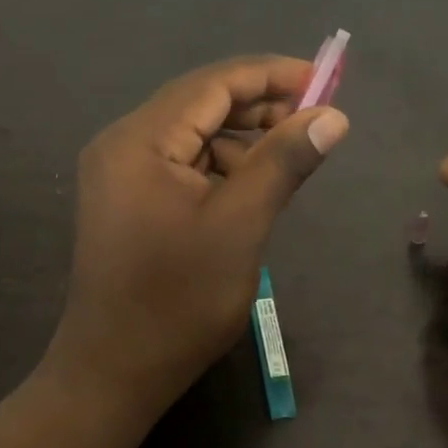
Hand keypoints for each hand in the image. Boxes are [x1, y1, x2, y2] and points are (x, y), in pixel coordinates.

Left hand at [47, 57, 349, 416]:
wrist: (115, 371)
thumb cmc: (179, 301)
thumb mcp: (240, 226)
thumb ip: (283, 162)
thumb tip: (332, 116)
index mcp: (140, 140)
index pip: (212, 84)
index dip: (271, 75)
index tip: (324, 81)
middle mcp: (122, 145)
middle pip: (200, 104)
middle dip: (259, 107)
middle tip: (315, 121)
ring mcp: (120, 175)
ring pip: (192, 136)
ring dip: (241, 140)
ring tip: (289, 159)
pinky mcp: (127, 202)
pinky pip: (180, 166)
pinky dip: (219, 168)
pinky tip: (251, 188)